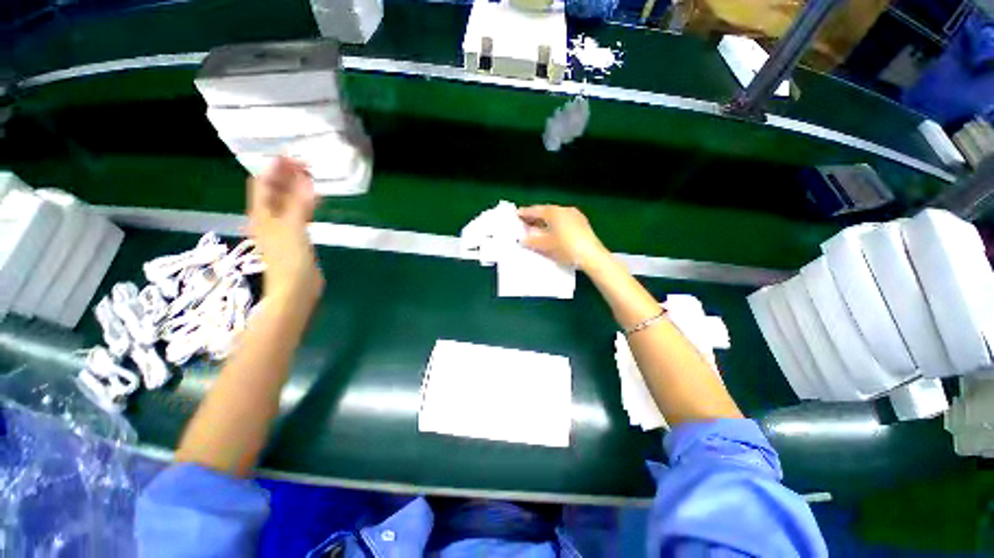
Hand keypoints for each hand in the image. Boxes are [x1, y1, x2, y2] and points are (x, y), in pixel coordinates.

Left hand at [247, 157, 324, 305]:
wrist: (296, 288)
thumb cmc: (290, 259)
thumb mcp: (293, 228)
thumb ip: (298, 203)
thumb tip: (305, 179)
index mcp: (262, 214)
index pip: (263, 183)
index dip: (274, 168)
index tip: (292, 155)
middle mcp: (268, 218)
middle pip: (274, 191)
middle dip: (286, 175)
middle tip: (304, 163)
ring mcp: (282, 228)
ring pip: (287, 201)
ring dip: (296, 188)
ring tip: (310, 176)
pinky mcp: (296, 236)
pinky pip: (299, 213)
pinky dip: (305, 203)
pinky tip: (315, 199)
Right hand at [518, 205, 609, 271]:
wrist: (591, 256)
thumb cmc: (566, 248)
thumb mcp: (545, 245)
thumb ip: (532, 240)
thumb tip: (522, 238)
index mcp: (554, 212)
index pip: (535, 210)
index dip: (524, 213)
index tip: (515, 215)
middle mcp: (564, 210)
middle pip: (546, 211)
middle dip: (535, 217)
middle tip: (524, 223)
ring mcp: (575, 215)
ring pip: (555, 216)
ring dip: (545, 221)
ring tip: (536, 229)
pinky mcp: (582, 223)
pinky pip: (563, 221)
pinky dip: (554, 225)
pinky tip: (552, 233)